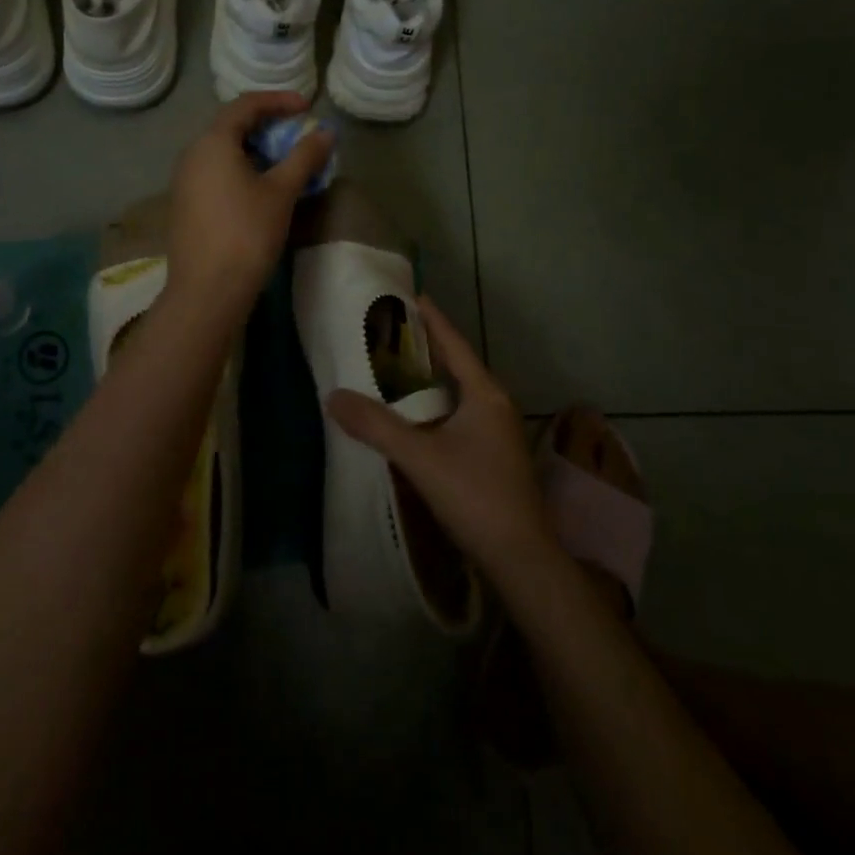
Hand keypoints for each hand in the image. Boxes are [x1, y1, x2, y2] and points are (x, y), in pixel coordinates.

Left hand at [167, 92, 335, 314]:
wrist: (207, 291)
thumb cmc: (247, 233)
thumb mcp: (282, 192)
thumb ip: (304, 156)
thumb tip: (326, 132)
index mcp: (212, 142)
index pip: (245, 104)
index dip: (279, 100)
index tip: (307, 107)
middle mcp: (192, 154)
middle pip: (231, 126)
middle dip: (268, 126)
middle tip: (297, 136)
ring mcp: (184, 181)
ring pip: (223, 152)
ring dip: (255, 150)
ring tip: (285, 164)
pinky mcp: (185, 205)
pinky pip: (215, 173)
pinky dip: (240, 170)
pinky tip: (260, 191)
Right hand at [326, 298, 554, 579]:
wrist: (521, 559)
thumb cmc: (475, 496)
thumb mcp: (421, 457)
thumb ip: (376, 426)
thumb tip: (333, 397)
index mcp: (484, 394)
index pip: (453, 343)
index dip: (431, 318)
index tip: (408, 295)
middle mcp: (494, 405)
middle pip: (456, 364)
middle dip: (425, 346)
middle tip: (389, 330)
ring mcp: (496, 432)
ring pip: (457, 392)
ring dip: (429, 379)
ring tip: (393, 368)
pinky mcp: (492, 456)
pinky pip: (458, 415)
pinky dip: (434, 406)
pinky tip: (412, 418)